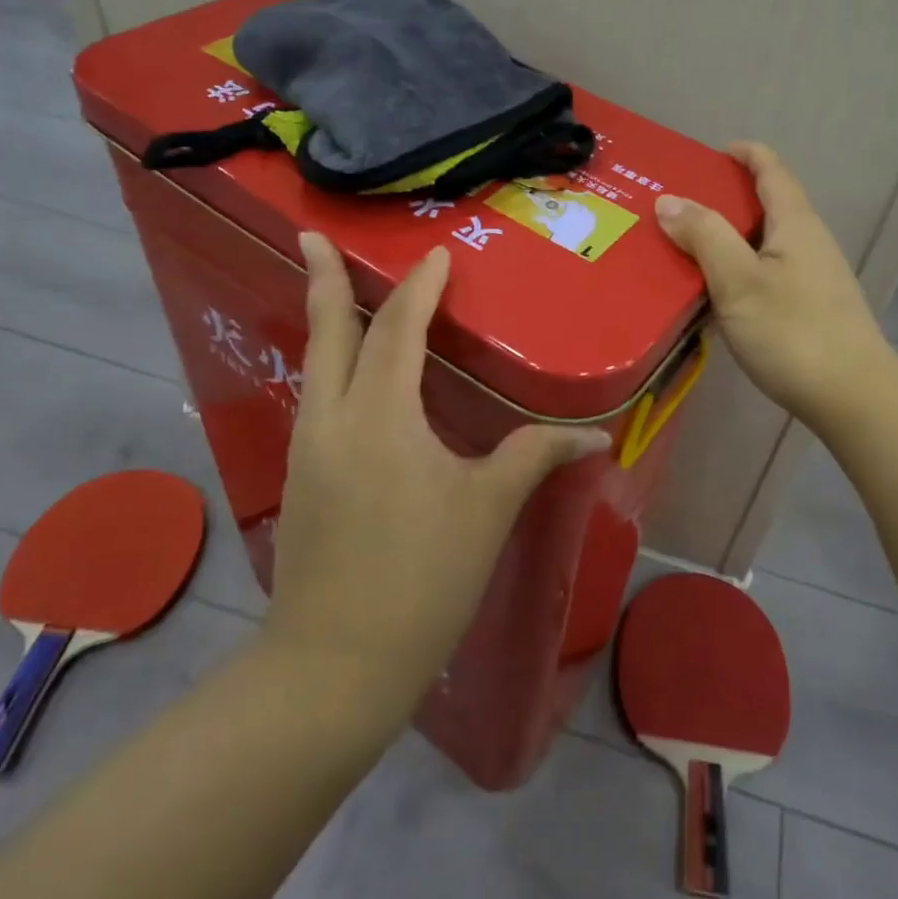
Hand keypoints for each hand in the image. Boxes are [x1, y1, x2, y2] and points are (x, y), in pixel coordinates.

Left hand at [263, 234, 608, 711]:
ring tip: (331, 289)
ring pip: (314, 363)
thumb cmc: (421, 579)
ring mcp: (308, 447)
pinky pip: (315, 396)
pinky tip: (345, 374)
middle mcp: (332, 417)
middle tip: (310, 233)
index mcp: (380, 415)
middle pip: (328, 331)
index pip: (398, 330)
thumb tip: (595, 436)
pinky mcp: (301, 477)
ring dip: (324, 320)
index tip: (438, 256)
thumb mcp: (486, 510)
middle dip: (322, 277)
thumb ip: (536, 457)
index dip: (419, 289)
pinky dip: (328, 364)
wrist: (333, 665)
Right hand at [656, 142, 893, 434]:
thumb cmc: (793, 332)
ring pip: (765, 242)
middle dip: (725, 198)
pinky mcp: (811, 308)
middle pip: (767, 204)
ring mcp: (814, 277)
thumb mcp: (738, 280)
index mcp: (795, 223)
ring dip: (729, 237)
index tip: (709, 153)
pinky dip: (738, 269)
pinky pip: (767, 272)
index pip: (771, 170)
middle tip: (679, 207)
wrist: (853, 398)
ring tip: (687, 248)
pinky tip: (715, 293)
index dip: (744, 154)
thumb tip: (669, 199)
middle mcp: (809, 242)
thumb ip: (704, 236)